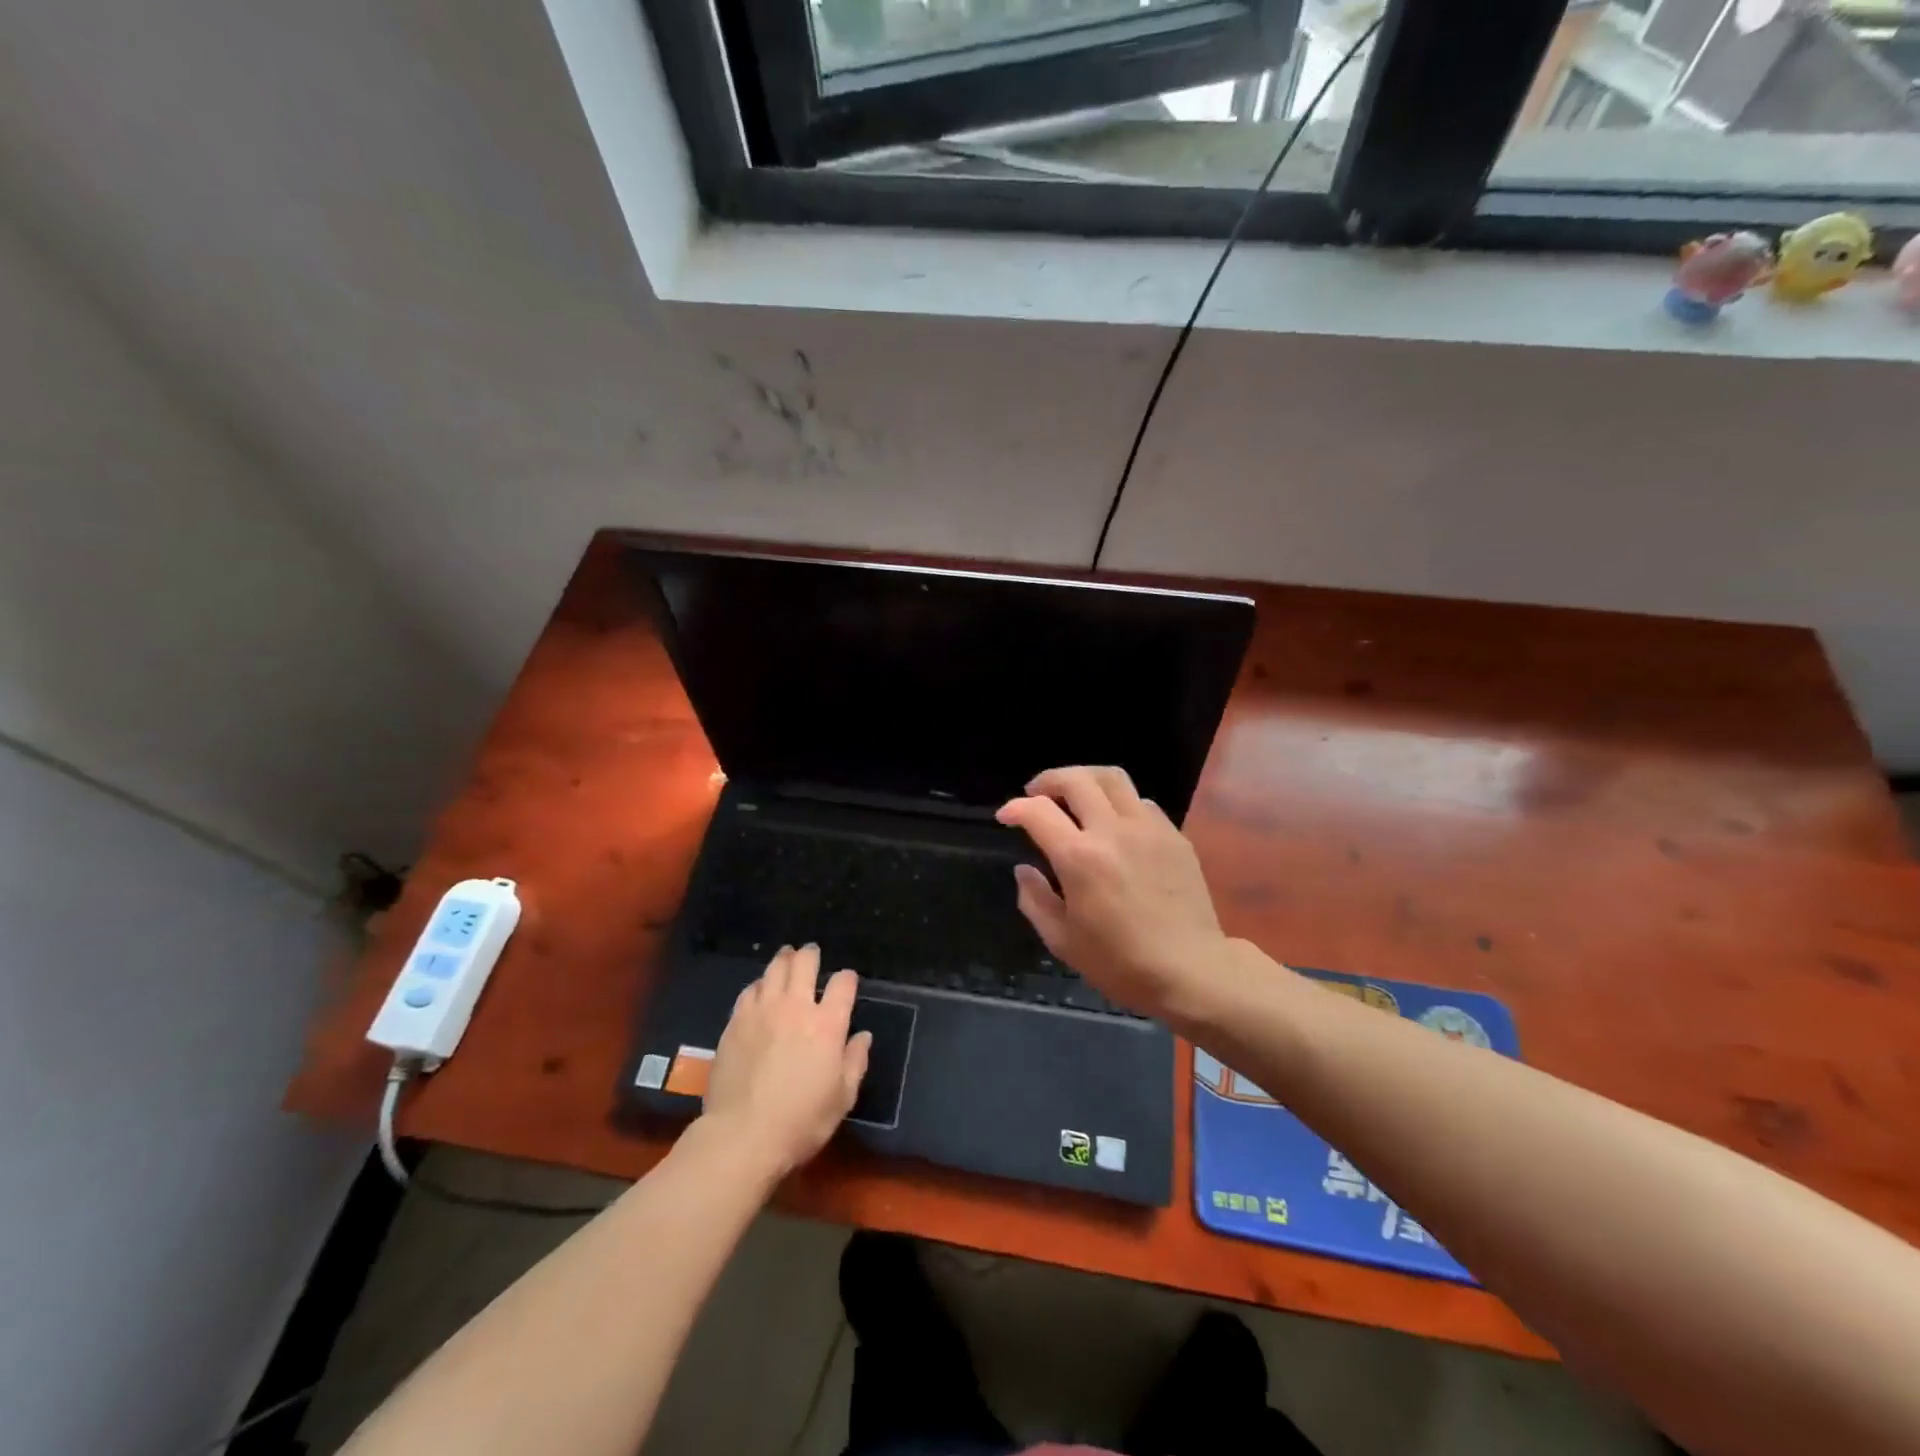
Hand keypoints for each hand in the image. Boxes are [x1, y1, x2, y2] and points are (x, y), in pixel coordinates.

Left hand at [700, 944, 871, 1178]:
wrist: (742, 1135)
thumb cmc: (801, 1121)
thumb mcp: (842, 1098)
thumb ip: (855, 1061)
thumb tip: (863, 1036)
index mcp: (827, 1024)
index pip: (843, 984)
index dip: (847, 978)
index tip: (847, 981)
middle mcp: (796, 1007)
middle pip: (804, 964)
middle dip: (810, 955)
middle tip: (811, 953)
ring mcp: (762, 1011)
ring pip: (774, 970)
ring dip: (783, 961)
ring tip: (786, 957)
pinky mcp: (736, 1022)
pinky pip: (750, 990)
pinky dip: (760, 984)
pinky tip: (760, 989)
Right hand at [998, 766, 1232, 1023]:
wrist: (1192, 971)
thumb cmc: (1121, 963)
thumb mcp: (1063, 941)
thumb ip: (1035, 900)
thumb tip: (1024, 870)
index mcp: (1079, 858)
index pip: (1037, 811)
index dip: (1014, 808)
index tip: (1006, 816)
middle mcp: (1112, 831)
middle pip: (1076, 779)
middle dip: (1048, 780)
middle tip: (1036, 794)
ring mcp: (1148, 828)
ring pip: (1112, 778)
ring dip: (1085, 780)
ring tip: (1074, 797)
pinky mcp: (1174, 835)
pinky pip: (1141, 802)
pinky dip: (1118, 803)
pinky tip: (1115, 825)